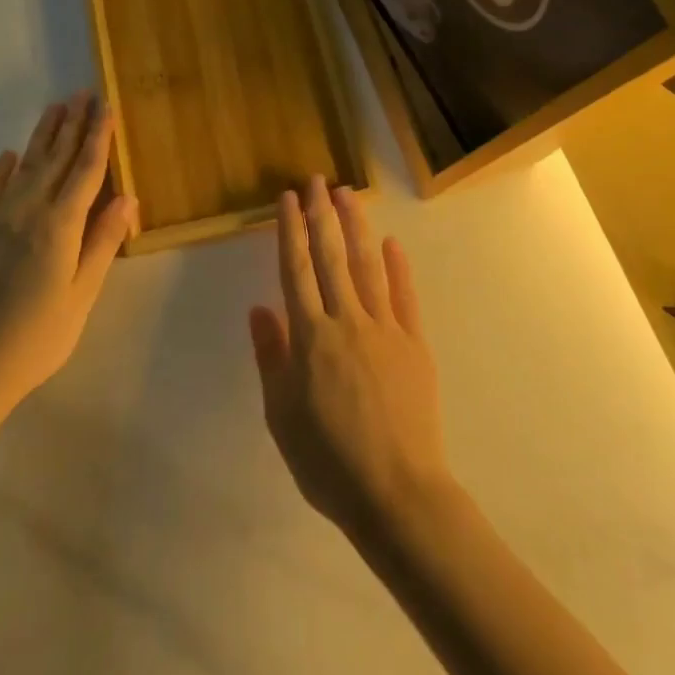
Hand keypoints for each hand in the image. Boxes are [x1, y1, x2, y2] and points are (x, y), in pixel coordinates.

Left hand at [0, 91, 134, 419]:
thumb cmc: (38, 336)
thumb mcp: (81, 295)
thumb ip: (103, 242)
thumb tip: (127, 196)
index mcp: (59, 225)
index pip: (85, 170)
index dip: (98, 137)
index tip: (106, 107)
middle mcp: (28, 210)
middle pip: (56, 158)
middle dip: (73, 124)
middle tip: (84, 93)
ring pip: (25, 165)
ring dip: (43, 135)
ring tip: (56, 107)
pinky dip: (2, 168)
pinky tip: (10, 154)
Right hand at [249, 177, 453, 543]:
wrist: (397, 494)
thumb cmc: (328, 461)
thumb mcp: (282, 416)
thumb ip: (272, 357)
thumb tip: (260, 308)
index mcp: (310, 337)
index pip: (296, 269)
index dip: (290, 230)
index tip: (288, 199)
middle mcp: (346, 320)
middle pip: (330, 256)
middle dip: (321, 214)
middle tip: (316, 180)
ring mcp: (385, 329)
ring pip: (367, 265)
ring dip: (356, 226)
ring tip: (347, 194)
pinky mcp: (414, 343)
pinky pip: (404, 296)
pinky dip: (398, 267)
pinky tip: (392, 243)